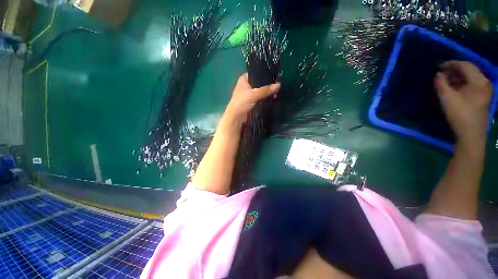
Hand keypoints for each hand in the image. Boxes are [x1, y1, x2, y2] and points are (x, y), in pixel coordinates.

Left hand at [220, 73, 280, 132]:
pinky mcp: (252, 102)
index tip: (274, 74)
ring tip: (278, 91)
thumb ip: (266, 90)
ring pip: (260, 91)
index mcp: (243, 80)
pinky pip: (261, 98)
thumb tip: (279, 85)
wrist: (236, 118)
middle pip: (259, 82)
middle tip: (278, 85)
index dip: (263, 73)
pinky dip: (266, 98)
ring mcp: (249, 95)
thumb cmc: (241, 102)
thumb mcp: (254, 94)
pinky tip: (273, 97)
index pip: (255, 72)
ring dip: (267, 92)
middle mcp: (246, 85)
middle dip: (267, 84)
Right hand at [434, 61, 491, 148]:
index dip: (451, 64)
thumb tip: (438, 74)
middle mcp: (484, 82)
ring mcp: (485, 90)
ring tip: (446, 80)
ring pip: (471, 77)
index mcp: (478, 81)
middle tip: (441, 73)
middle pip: (469, 70)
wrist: (471, 135)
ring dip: (458, 77)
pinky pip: (472, 84)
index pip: (465, 65)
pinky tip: (454, 87)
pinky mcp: (483, 97)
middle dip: (455, 70)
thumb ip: (441, 84)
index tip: (439, 66)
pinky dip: (462, 83)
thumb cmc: (460, 115)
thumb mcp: (447, 98)